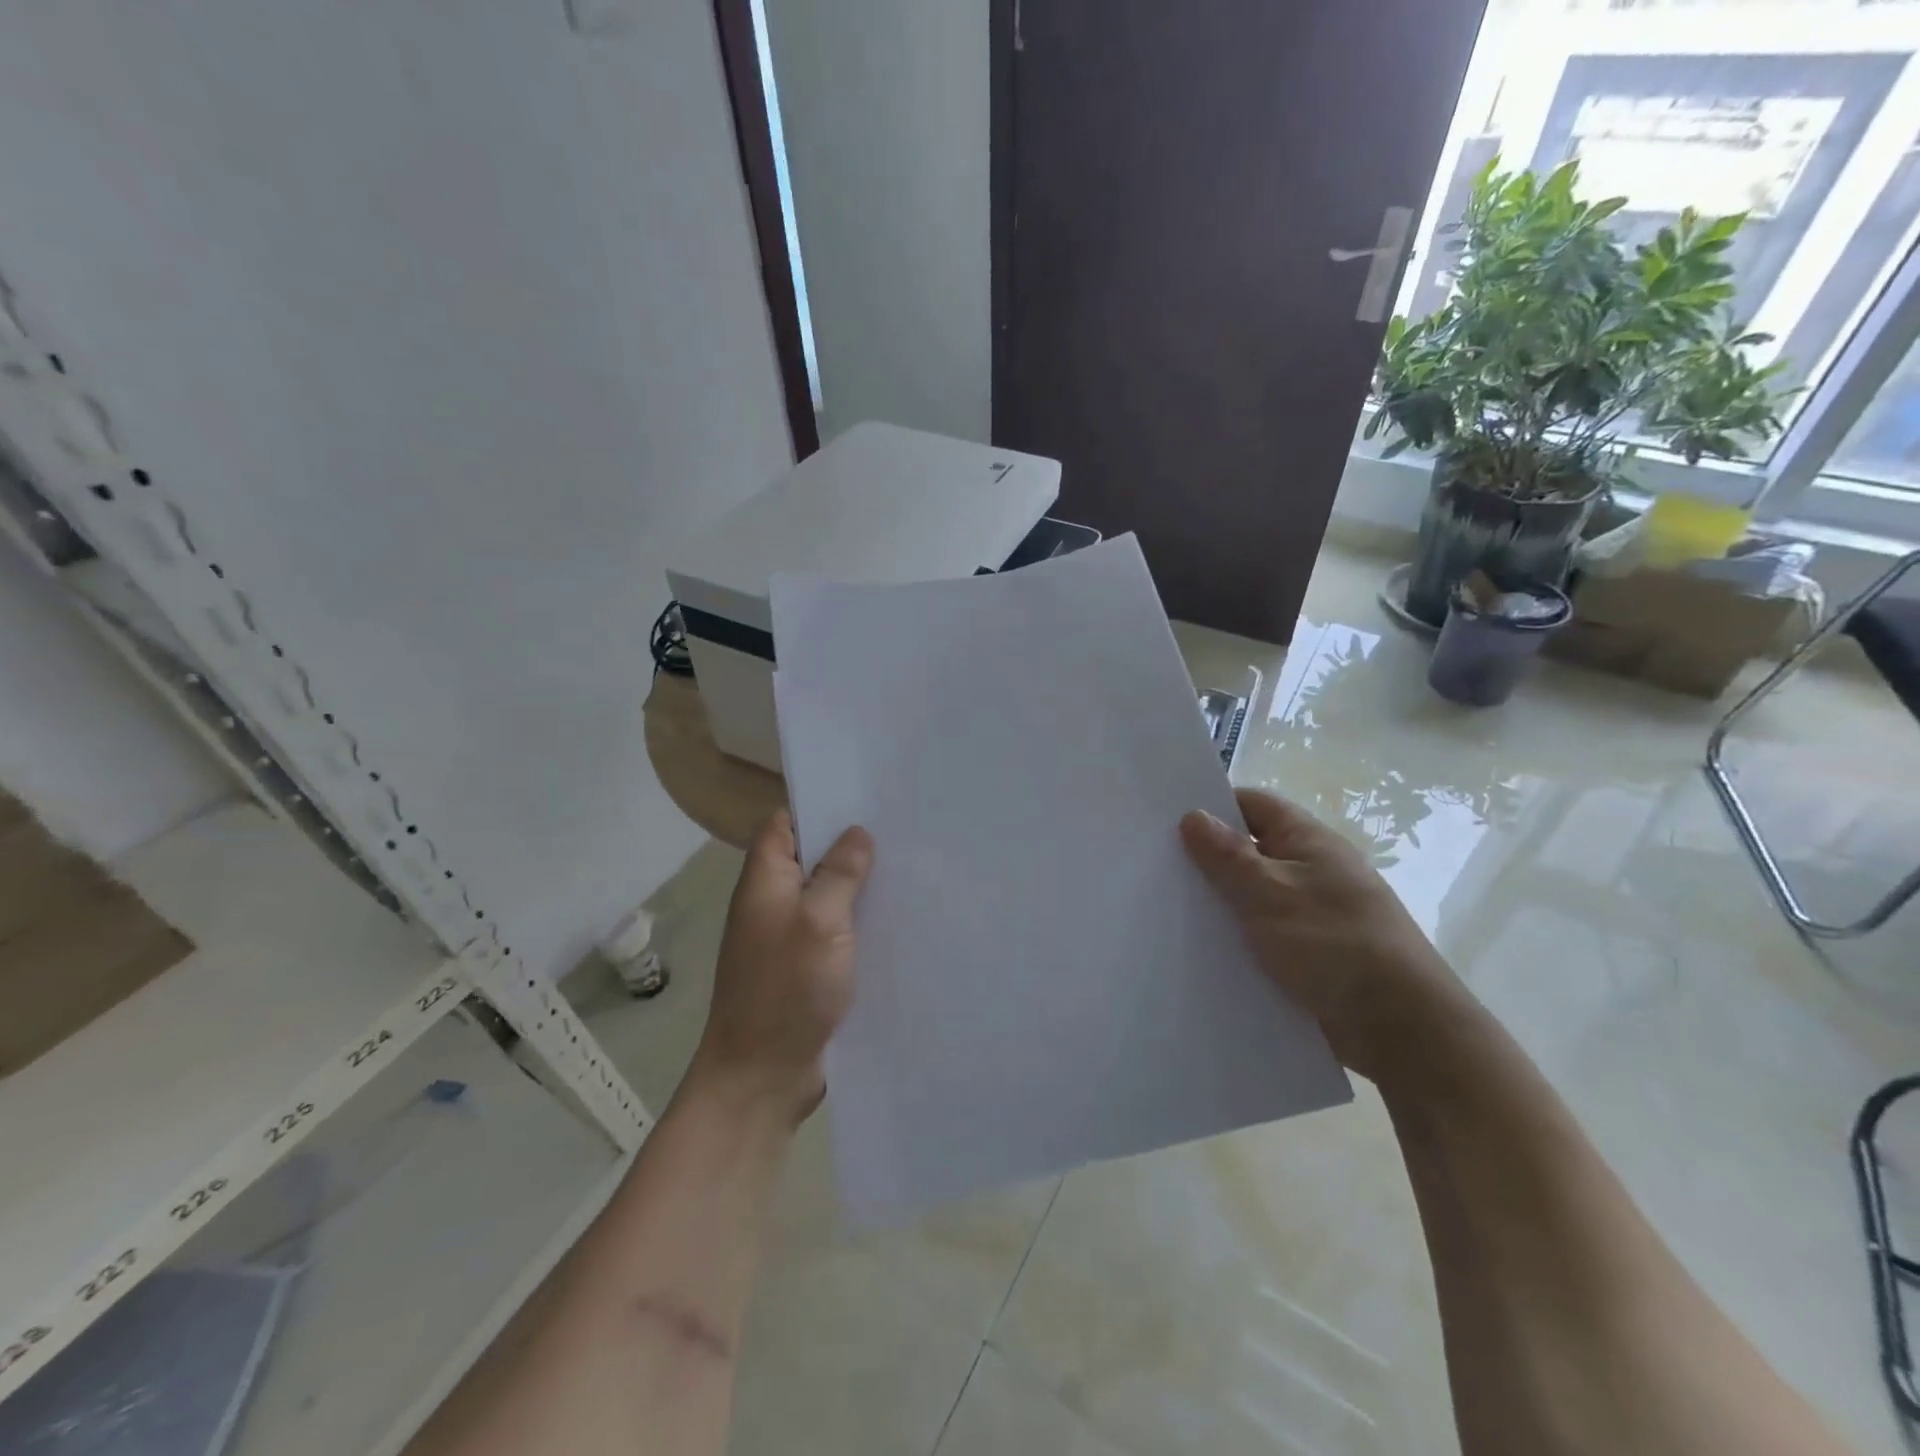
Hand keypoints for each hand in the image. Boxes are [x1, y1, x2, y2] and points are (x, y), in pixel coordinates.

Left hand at [686, 811, 873, 1124]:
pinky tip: (896, 920)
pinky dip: (858, 923)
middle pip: (809, 859)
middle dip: (848, 846)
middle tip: (899, 832)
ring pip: (825, 897)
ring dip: (857, 887)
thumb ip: (838, 874)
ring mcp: (788, 939)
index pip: (783, 825)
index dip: (816, 808)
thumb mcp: (819, 923)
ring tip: (907, 869)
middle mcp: (772, 904)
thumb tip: (856, 833)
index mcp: (764, 882)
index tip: (862, 800)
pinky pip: (834, 932)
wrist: (761, 1077)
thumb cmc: (786, 991)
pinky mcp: (805, 969)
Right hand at [1180, 788, 1468, 1084]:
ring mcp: (1311, 912)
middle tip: (1154, 866)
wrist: (1400, 1028)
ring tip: (1165, 908)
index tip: (1165, 820)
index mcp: (1308, 841)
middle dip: (1206, 858)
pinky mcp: (1308, 953)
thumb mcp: (1271, 892)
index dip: (1212, 806)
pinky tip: (1200, 949)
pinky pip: (1261, 933)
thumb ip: (1228, 855)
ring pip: (1251, 895)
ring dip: (1219, 902)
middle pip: (1249, 850)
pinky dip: (1235, 937)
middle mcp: (1311, 870)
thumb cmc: (1334, 943)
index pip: (1253, 805)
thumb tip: (1192, 815)